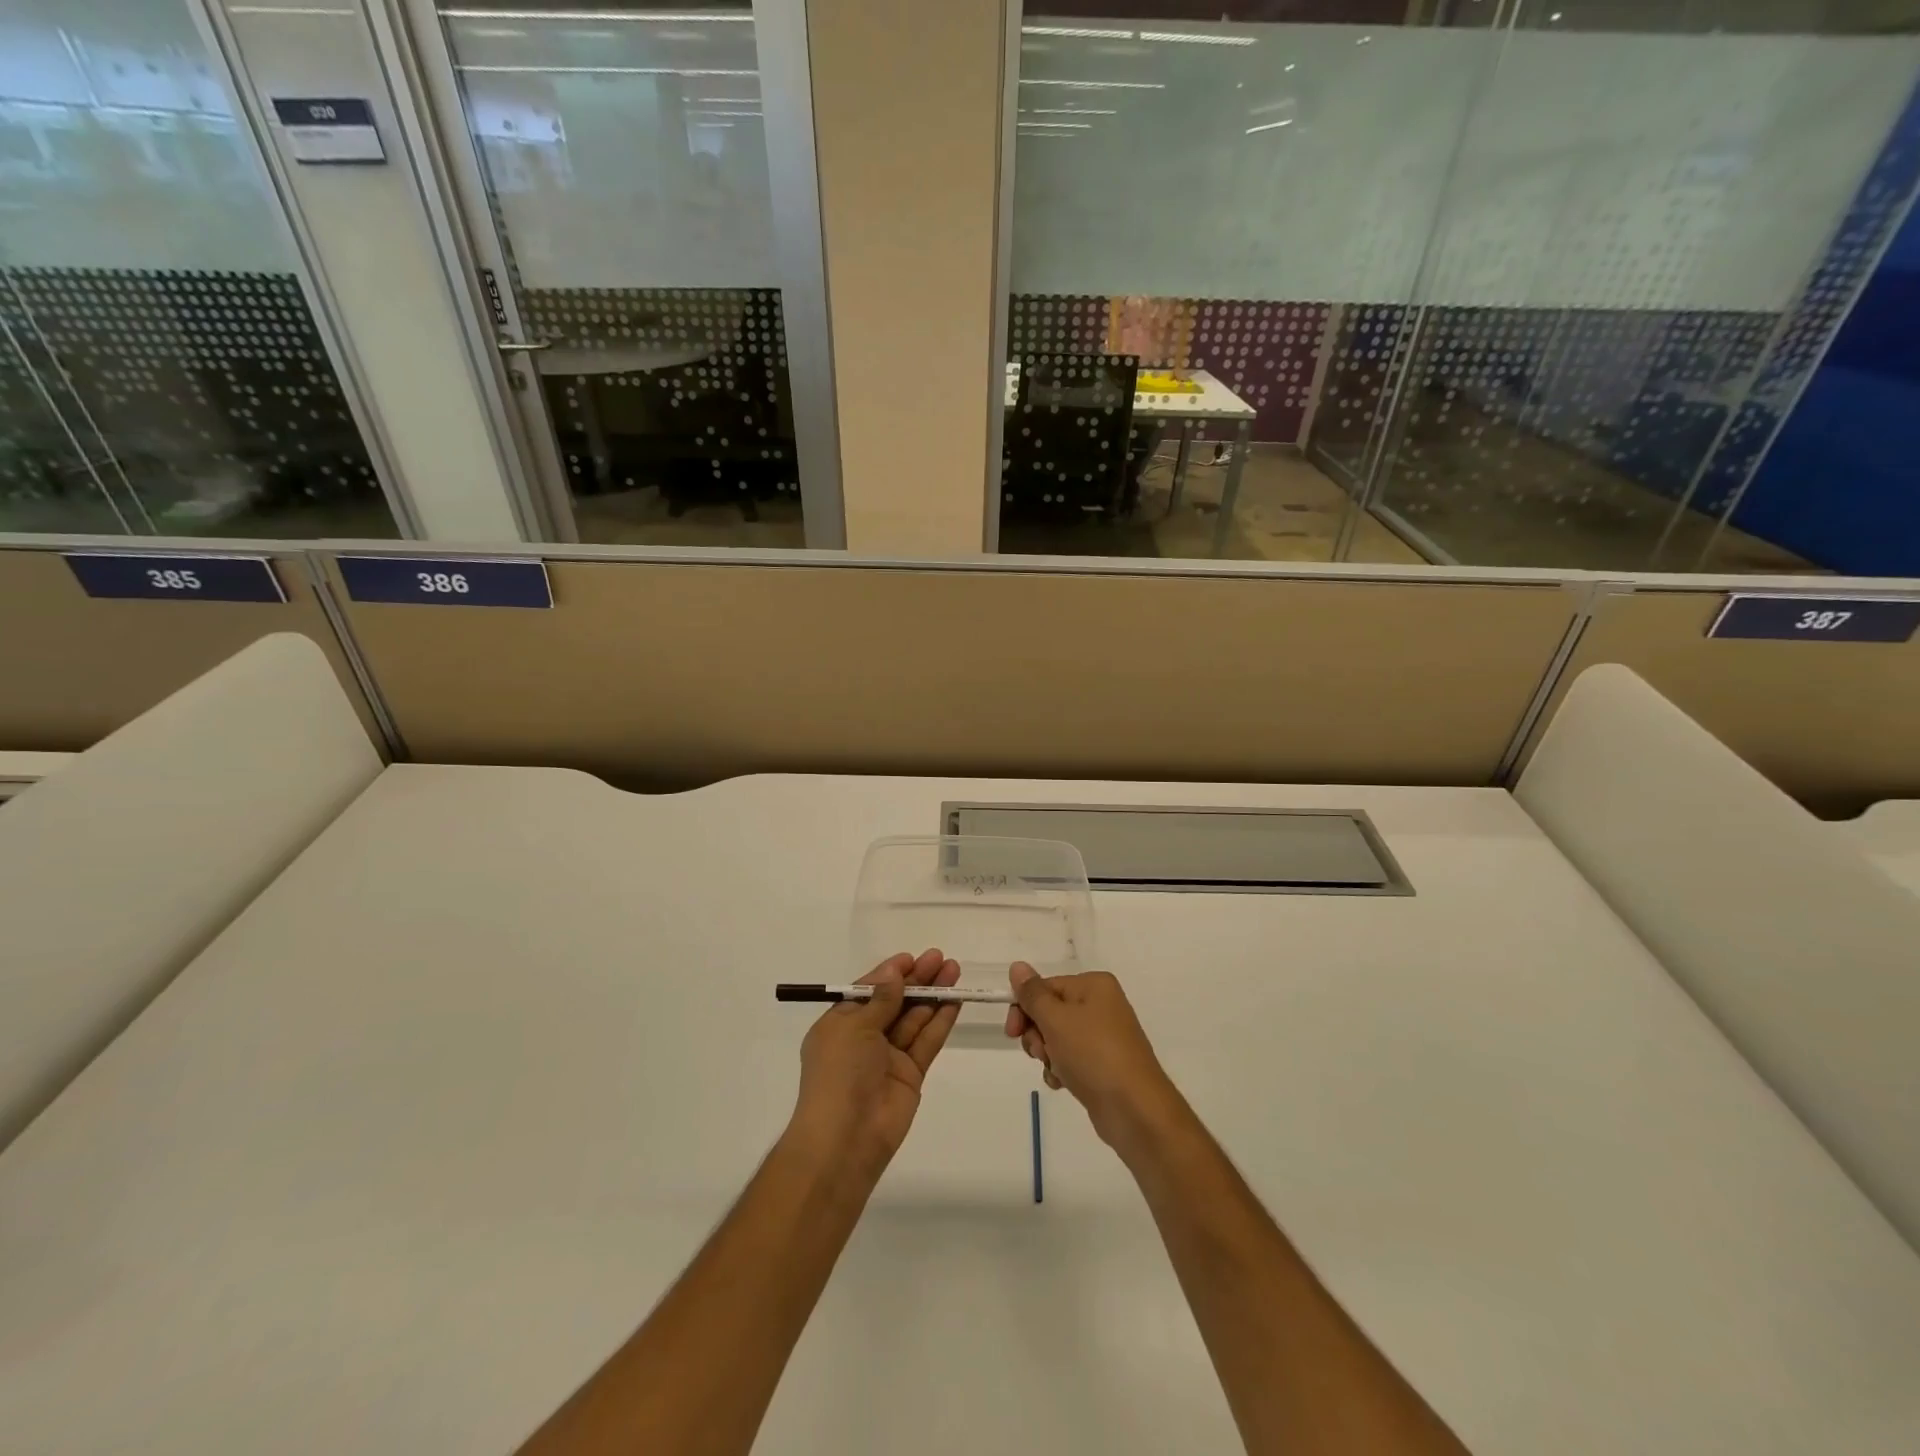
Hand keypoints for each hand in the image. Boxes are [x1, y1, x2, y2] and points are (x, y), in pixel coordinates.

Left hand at [790, 949, 961, 1180]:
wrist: (846, 1138)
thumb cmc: (839, 1073)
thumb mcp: (854, 1027)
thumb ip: (881, 999)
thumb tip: (894, 971)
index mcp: (840, 1024)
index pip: (868, 991)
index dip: (890, 974)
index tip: (912, 958)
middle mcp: (864, 1038)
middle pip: (895, 1001)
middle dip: (917, 980)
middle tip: (941, 958)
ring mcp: (889, 1057)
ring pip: (914, 1018)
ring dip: (933, 995)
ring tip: (954, 970)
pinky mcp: (911, 1074)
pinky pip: (927, 1041)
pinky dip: (940, 1020)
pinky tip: (955, 1000)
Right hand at [1005, 963, 1181, 1152]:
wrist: (1135, 1110)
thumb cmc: (1093, 1054)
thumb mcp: (1056, 1019)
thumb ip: (1032, 994)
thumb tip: (1017, 966)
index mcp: (1094, 985)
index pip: (1045, 986)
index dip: (1024, 1007)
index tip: (1012, 1032)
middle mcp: (1101, 1005)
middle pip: (1050, 1012)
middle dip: (1037, 1034)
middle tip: (1039, 1052)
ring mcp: (1104, 1036)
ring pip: (1057, 1038)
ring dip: (1048, 1054)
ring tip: (1056, 1069)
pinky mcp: (1103, 1065)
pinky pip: (1071, 1059)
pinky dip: (1061, 1069)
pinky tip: (1064, 1083)